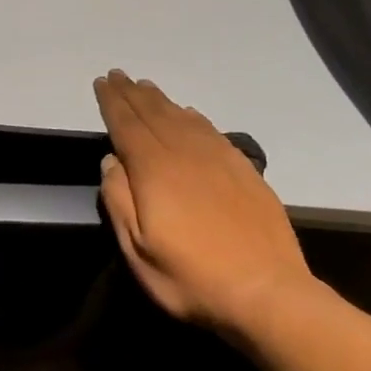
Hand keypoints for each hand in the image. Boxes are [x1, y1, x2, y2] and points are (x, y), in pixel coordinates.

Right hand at [94, 69, 314, 336]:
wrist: (269, 295)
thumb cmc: (191, 277)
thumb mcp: (137, 249)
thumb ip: (118, 200)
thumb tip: (111, 160)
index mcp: (154, 170)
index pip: (127, 125)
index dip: (112, 102)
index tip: (101, 82)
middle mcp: (185, 155)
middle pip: (153, 114)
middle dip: (132, 93)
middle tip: (118, 75)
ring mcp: (219, 161)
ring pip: (183, 118)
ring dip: (160, 100)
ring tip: (146, 86)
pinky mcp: (245, 172)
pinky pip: (213, 132)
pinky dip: (195, 117)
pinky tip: (189, 113)